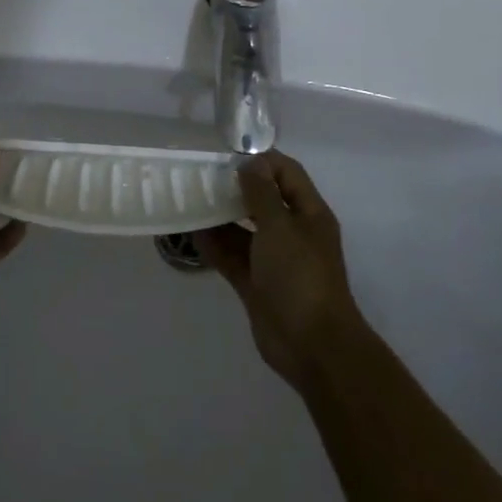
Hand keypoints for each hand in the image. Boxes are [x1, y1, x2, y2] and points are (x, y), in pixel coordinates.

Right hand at [196, 150, 367, 390]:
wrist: (312, 346)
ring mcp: (273, 259)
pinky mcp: (256, 283)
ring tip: (189, 200)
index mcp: (308, 214)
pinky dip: (214, 245)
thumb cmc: (300, 276)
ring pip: (243, 229)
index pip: (286, 173)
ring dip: (220, 216)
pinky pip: (232, 257)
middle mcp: (292, 232)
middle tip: (200, 176)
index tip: (226, 154)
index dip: (260, 160)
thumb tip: (250, 162)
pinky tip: (190, 232)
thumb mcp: (280, 227)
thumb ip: (262, 193)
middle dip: (234, 187)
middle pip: (262, 200)